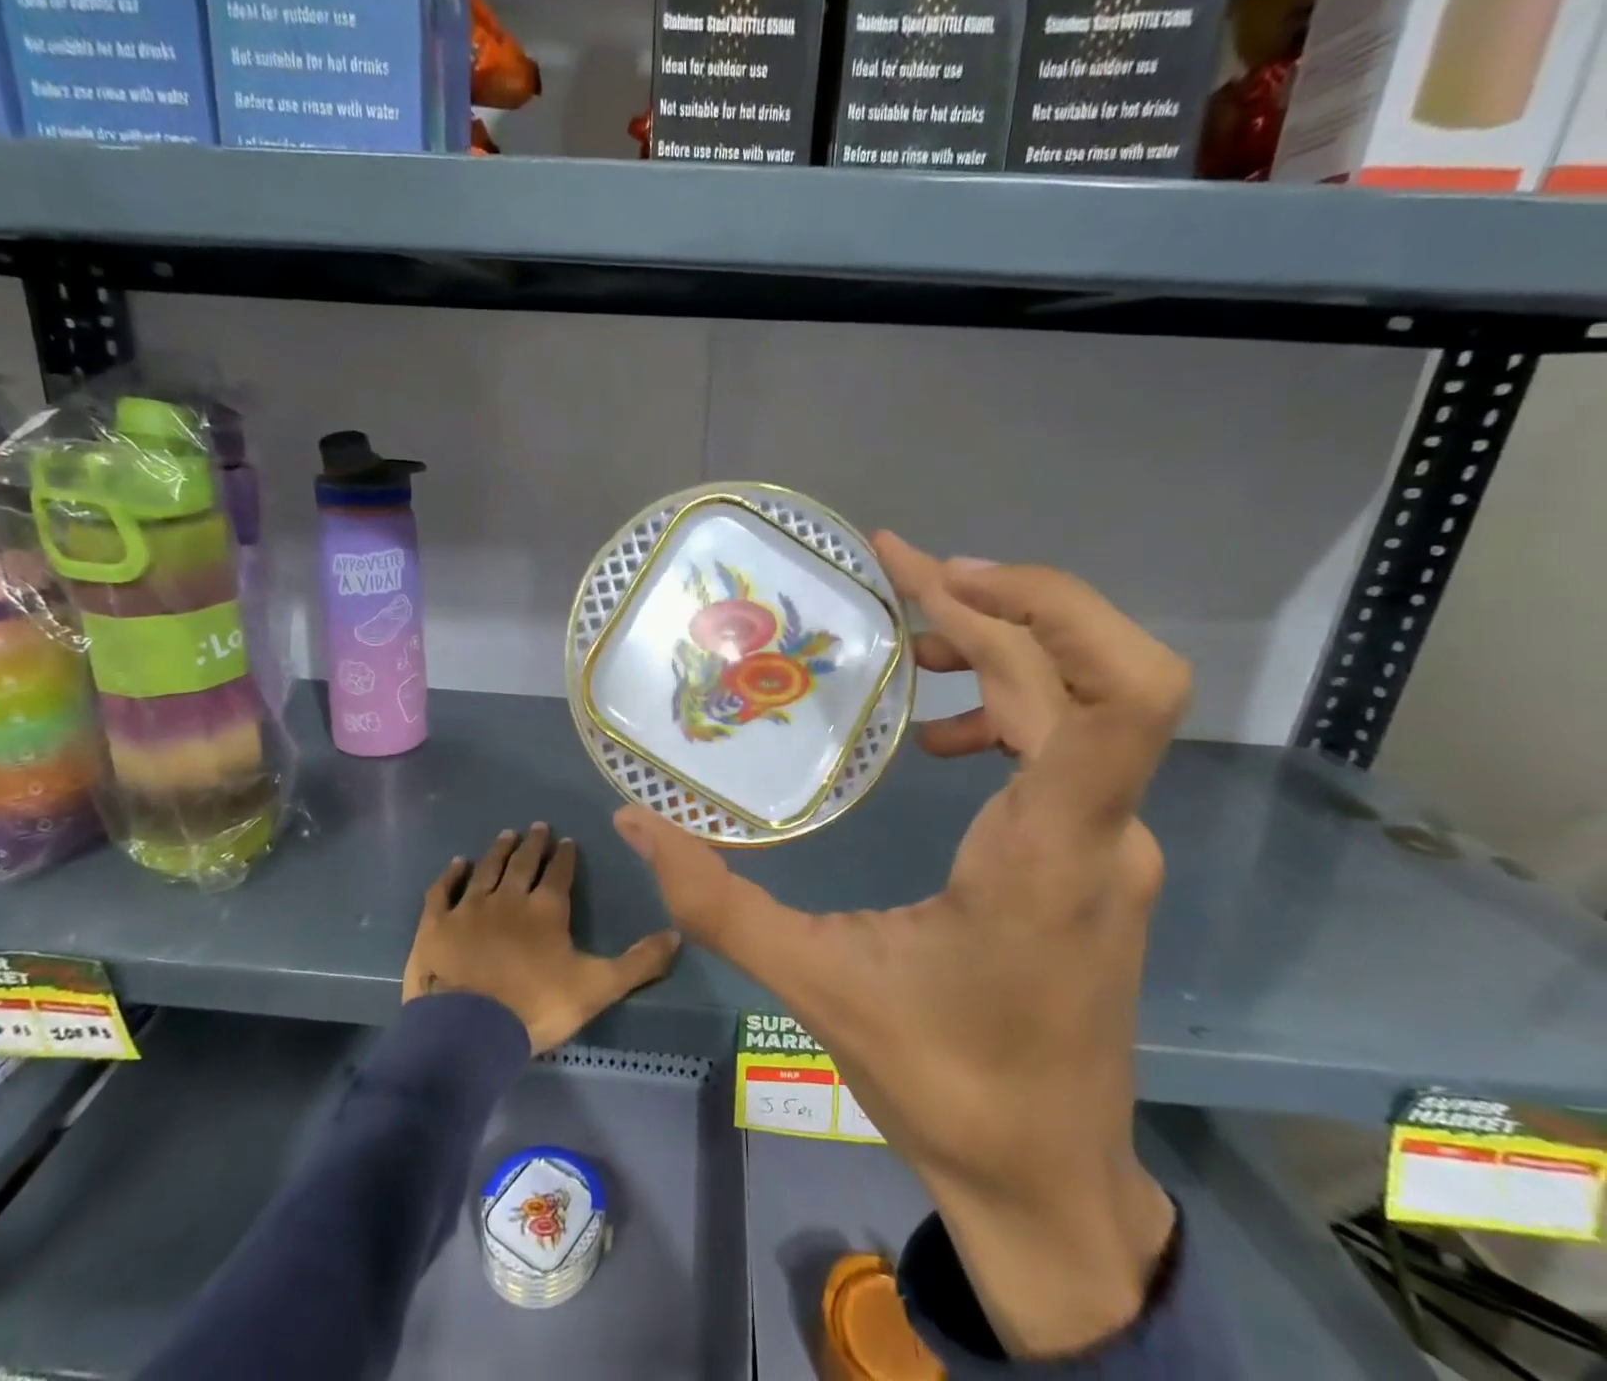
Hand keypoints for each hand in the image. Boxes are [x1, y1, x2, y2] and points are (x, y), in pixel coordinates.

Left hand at [404, 823, 681, 1053]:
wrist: (468, 1031)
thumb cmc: (536, 1007)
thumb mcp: (598, 988)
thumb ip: (638, 963)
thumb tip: (677, 935)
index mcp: (547, 909)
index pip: (559, 873)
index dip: (565, 856)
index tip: (567, 841)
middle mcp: (509, 897)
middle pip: (523, 862)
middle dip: (533, 844)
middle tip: (537, 826)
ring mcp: (470, 907)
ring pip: (487, 869)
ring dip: (498, 850)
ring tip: (506, 834)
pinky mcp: (436, 924)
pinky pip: (443, 890)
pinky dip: (450, 875)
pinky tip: (457, 863)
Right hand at [614, 535, 1190, 1358]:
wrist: (1047, 1182)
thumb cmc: (943, 1084)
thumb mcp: (816, 985)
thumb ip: (716, 900)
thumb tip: (637, 822)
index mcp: (1049, 849)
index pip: (1119, 693)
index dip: (1043, 604)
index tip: (934, 573)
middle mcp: (1101, 830)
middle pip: (1082, 671)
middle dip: (991, 604)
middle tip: (896, 576)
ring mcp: (1109, 842)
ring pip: (1080, 701)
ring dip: (1001, 647)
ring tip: (908, 641)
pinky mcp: (1095, 857)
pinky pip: (1066, 745)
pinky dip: (1003, 706)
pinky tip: (936, 736)